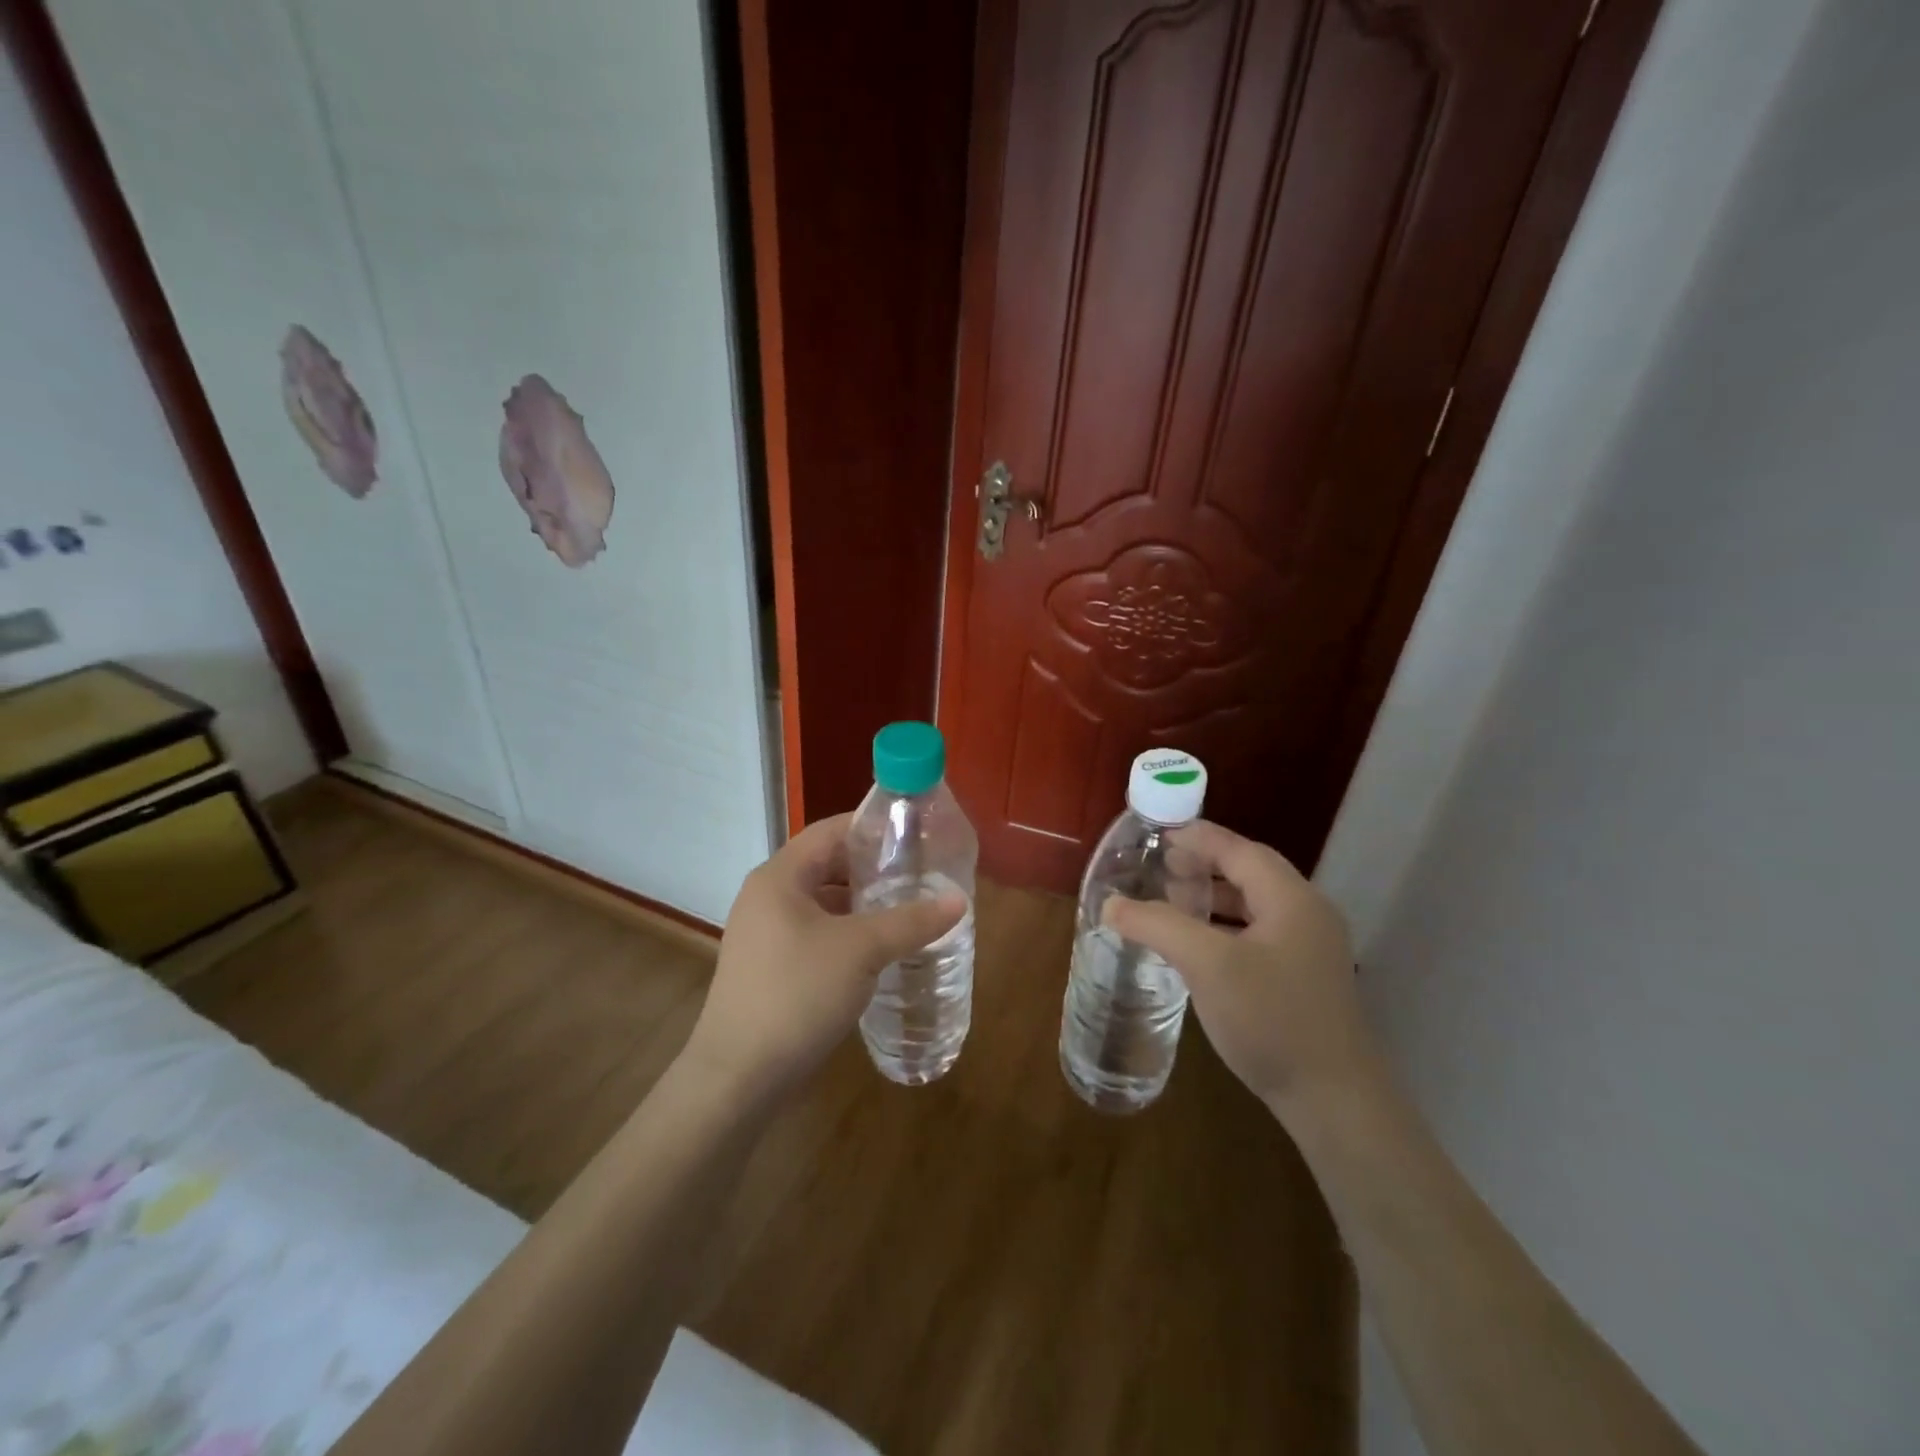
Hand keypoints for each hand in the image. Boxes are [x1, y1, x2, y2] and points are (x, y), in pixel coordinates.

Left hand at [682, 813, 965, 1107]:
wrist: (738, 1077)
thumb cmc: (797, 995)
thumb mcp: (861, 951)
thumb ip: (911, 921)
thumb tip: (959, 901)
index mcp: (780, 877)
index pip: (830, 830)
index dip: (872, 827)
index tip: (915, 834)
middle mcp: (768, 896)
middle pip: (827, 865)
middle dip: (874, 868)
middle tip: (920, 872)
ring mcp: (766, 934)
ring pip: (824, 903)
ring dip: (863, 903)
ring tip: (910, 907)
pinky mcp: (771, 966)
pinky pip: (817, 933)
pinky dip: (849, 932)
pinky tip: (881, 948)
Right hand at [1104, 821, 1377, 1120]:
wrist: (1334, 1101)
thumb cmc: (1271, 1019)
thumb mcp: (1208, 965)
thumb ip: (1158, 926)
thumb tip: (1111, 904)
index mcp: (1291, 899)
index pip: (1239, 850)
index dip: (1198, 838)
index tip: (1159, 835)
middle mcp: (1307, 914)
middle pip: (1250, 872)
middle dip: (1204, 864)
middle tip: (1161, 867)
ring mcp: (1310, 949)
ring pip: (1255, 905)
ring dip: (1214, 897)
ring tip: (1174, 901)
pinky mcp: (1305, 979)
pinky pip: (1259, 933)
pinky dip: (1225, 927)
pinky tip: (1200, 947)